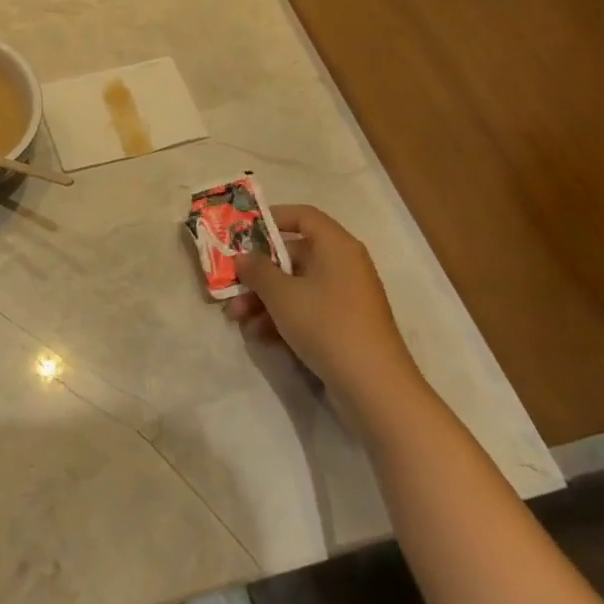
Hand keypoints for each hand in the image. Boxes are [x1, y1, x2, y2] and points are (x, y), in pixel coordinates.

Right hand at [228, 205, 427, 430]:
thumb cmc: (327, 325)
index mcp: (336, 247)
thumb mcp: (282, 294)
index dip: (272, 218)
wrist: (374, 387)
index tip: (241, 231)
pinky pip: (306, 309)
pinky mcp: (344, 325)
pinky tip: (259, 335)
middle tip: (229, 284)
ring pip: (295, 286)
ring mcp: (345, 297)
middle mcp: (343, 265)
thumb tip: (243, 257)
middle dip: (258, 272)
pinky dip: (282, 317)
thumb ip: (257, 270)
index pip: (303, 216)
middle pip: (293, 255)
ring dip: (263, 299)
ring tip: (236, 318)